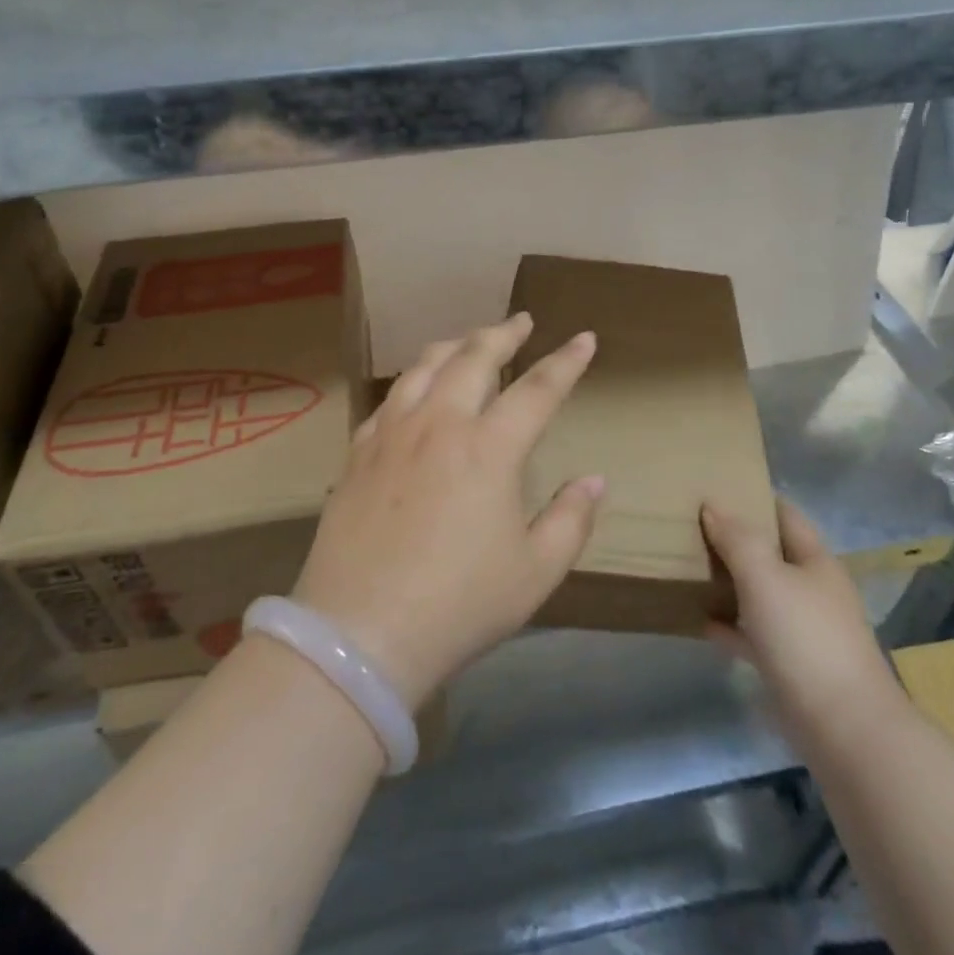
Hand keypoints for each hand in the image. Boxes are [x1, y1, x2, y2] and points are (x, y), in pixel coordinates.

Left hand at [291, 314, 602, 706]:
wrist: (360, 633)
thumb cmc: (459, 605)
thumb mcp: (535, 572)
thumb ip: (571, 520)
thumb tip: (594, 480)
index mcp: (489, 448)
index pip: (538, 389)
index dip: (566, 361)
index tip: (585, 338)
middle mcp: (440, 425)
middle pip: (474, 358)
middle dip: (503, 333)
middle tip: (521, 322)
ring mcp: (393, 434)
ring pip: (425, 367)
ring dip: (454, 345)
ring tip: (470, 340)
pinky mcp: (359, 452)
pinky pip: (389, 399)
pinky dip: (412, 382)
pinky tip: (415, 390)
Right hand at [701, 500, 904, 743]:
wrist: (844, 727)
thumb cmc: (805, 639)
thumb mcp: (766, 577)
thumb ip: (738, 539)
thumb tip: (713, 505)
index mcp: (816, 562)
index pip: (785, 516)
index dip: (755, 498)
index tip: (717, 486)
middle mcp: (813, 590)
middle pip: (772, 553)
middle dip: (737, 539)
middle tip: (692, 524)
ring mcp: (804, 630)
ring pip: (761, 593)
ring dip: (731, 581)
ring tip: (690, 565)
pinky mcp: (791, 666)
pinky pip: (754, 634)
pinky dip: (730, 625)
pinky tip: (701, 620)